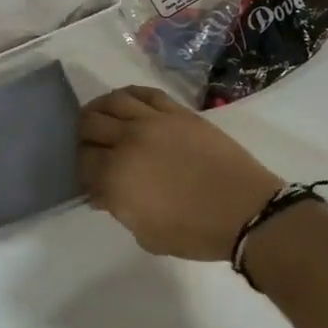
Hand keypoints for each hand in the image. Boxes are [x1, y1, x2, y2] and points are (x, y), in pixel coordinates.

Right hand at [78, 86, 284, 260]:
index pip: (83, 161)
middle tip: (91, 147)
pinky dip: (128, 95)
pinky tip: (125, 103)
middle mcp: (128, 141)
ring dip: (100, 109)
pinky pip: (144, 93)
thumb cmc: (195, 232)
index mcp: (116, 176)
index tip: (89, 178)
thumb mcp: (146, 234)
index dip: (81, 169)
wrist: (245, 211)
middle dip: (84, 137)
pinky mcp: (176, 111)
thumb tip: (102, 192)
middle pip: (90, 124)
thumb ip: (118, 208)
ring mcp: (153, 121)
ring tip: (101, 118)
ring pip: (113, 101)